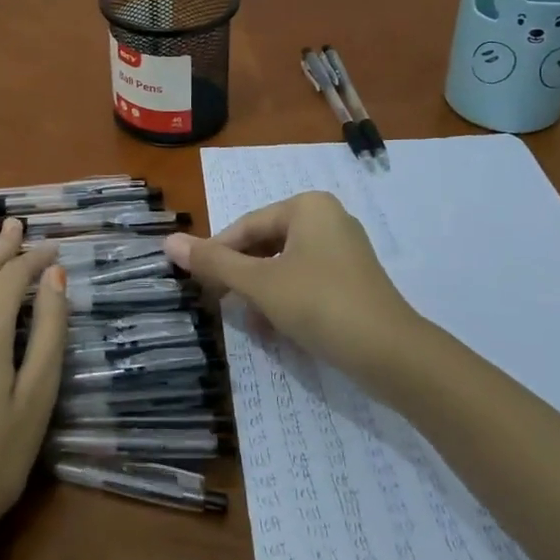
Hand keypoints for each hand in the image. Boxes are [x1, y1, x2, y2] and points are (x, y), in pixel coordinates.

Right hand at [165, 192, 425, 384]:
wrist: (391, 353)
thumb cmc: (320, 304)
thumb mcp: (260, 284)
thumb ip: (214, 263)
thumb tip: (168, 242)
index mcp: (307, 206)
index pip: (246, 226)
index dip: (217, 254)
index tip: (195, 282)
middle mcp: (327, 218)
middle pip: (266, 243)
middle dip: (241, 275)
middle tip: (219, 304)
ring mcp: (344, 249)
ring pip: (284, 265)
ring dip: (261, 292)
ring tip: (246, 322)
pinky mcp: (353, 279)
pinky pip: (306, 280)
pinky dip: (286, 299)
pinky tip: (274, 328)